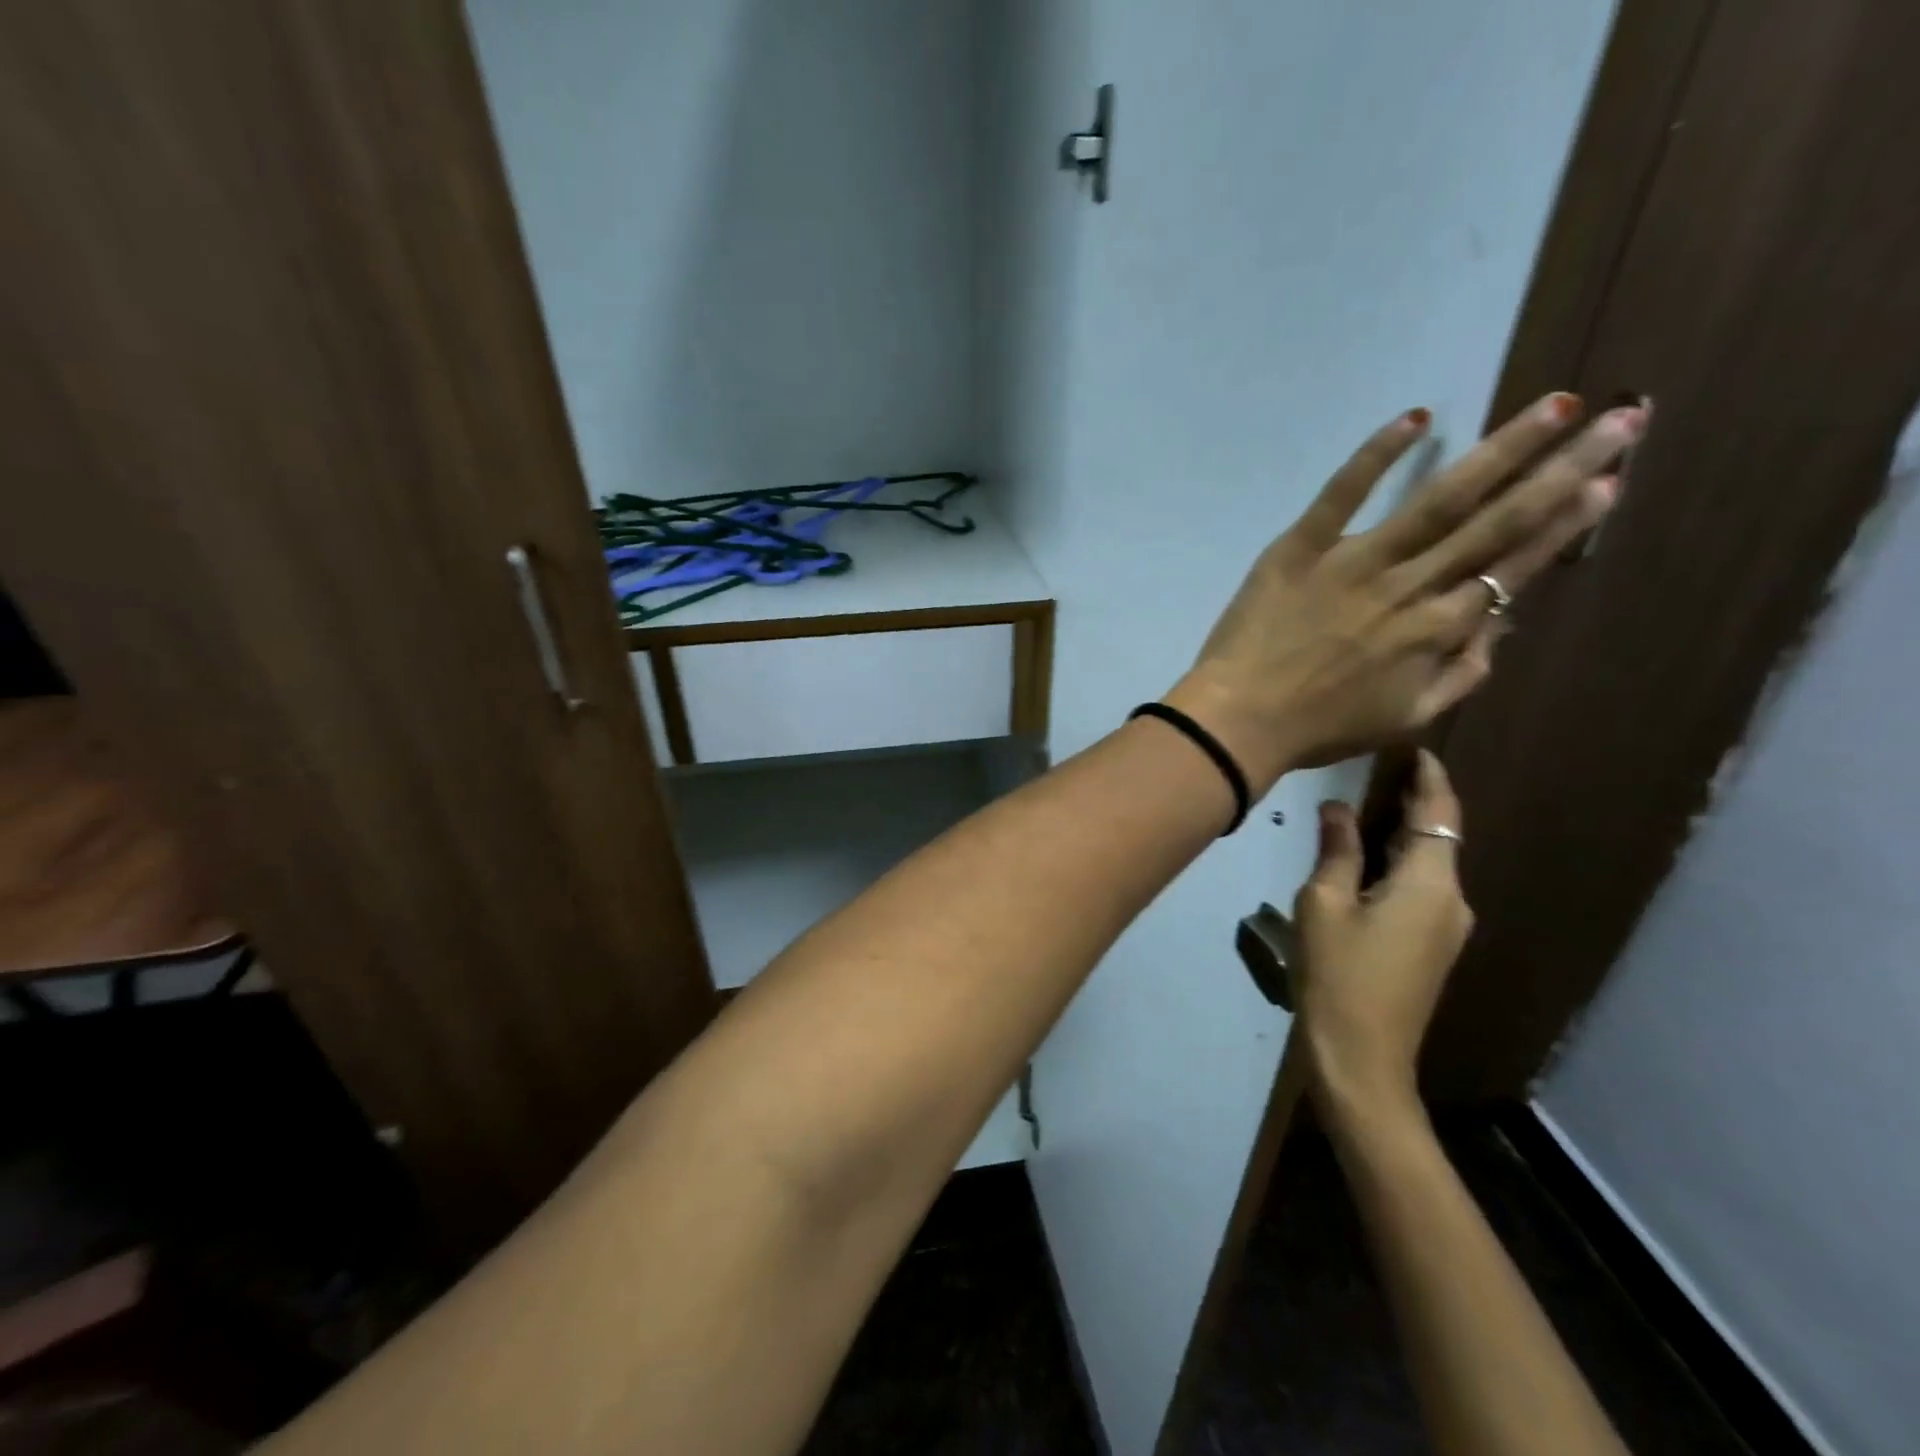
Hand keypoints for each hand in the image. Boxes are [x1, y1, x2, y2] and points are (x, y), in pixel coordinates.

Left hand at [1163, 394, 1643, 789]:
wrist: (1238, 720)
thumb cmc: (1320, 728)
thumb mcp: (1406, 717)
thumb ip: (1462, 672)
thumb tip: (1499, 623)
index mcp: (1436, 630)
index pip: (1513, 567)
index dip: (1564, 525)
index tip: (1608, 481)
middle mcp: (1408, 587)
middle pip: (1495, 521)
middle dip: (1562, 469)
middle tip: (1620, 420)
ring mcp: (1353, 562)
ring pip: (1438, 499)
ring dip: (1501, 450)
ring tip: (1555, 405)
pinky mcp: (1299, 548)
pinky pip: (1341, 493)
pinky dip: (1377, 454)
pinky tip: (1416, 417)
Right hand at [1292, 749, 1470, 1111]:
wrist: (1362, 1058)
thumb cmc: (1338, 974)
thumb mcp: (1324, 903)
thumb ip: (1336, 850)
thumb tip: (1338, 808)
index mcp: (1431, 883)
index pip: (1438, 814)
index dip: (1429, 779)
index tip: (1415, 748)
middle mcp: (1452, 900)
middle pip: (1437, 837)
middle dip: (1412, 803)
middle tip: (1375, 769)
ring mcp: (1446, 928)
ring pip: (1429, 864)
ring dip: (1402, 833)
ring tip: (1363, 805)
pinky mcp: (1431, 948)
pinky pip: (1421, 889)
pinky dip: (1399, 862)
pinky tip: (1365, 857)